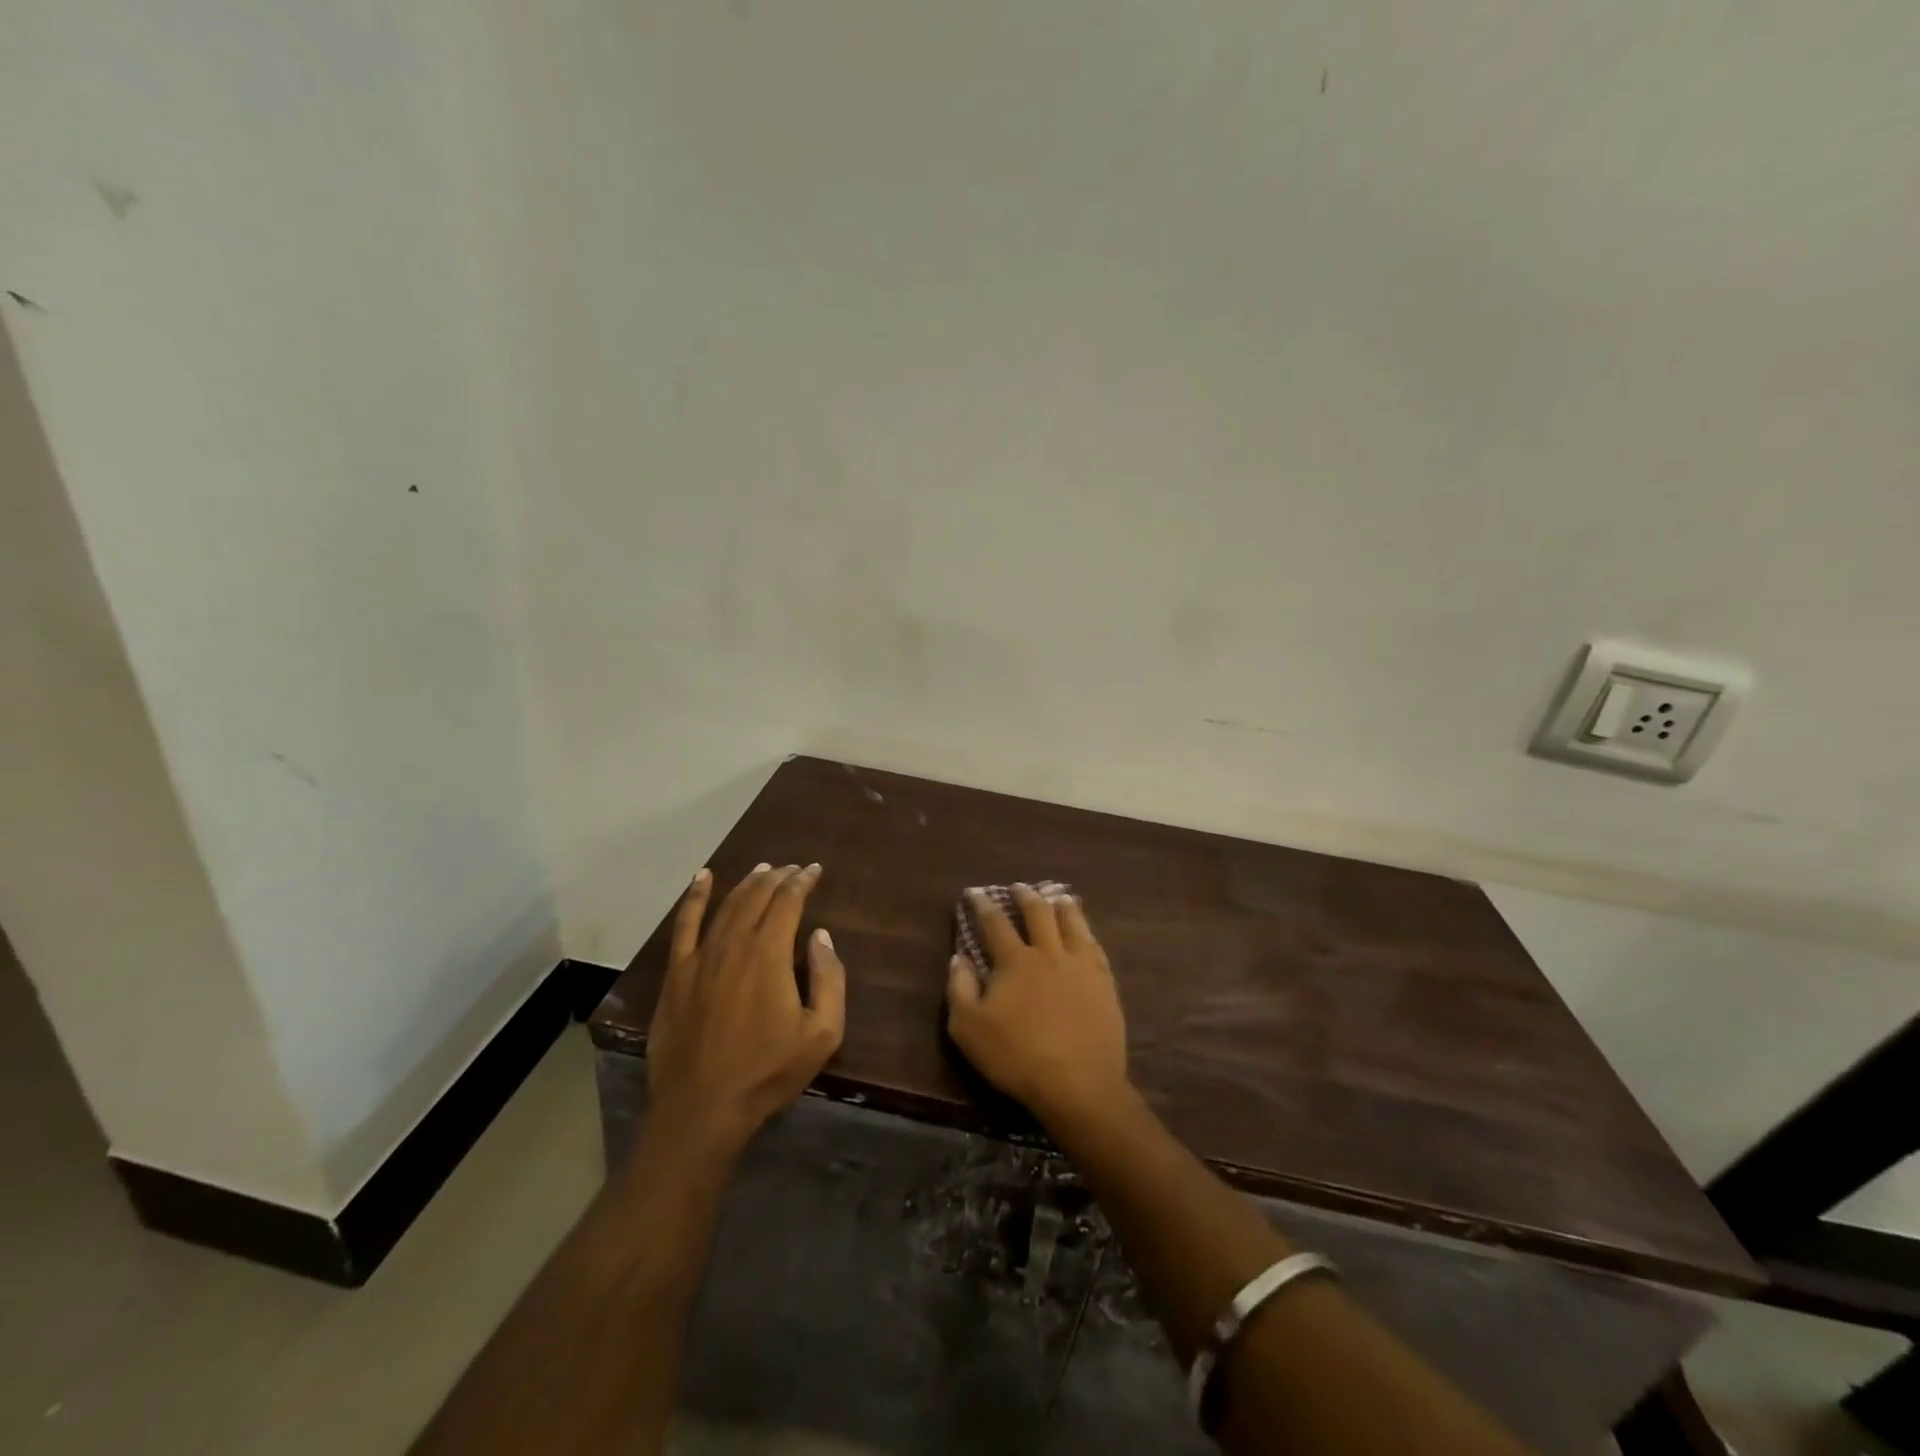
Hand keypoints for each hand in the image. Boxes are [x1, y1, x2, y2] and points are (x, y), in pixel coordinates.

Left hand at [646, 863, 846, 1153]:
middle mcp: (734, 943)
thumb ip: (829, 978)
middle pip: (758, 896)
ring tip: (763, 868)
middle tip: (793, 869)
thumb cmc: (768, 1071)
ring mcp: (700, 956)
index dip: (803, 881)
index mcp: (769, 954)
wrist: (702, 1107)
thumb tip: (820, 936)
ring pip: (727, 905)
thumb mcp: (822, 1033)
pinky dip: (695, 897)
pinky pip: (685, 924)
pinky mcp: (677, 973)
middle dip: (779, 877)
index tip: (814, 870)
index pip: (789, 901)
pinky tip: (702, 878)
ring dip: (747, 882)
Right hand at [945, 884, 1129, 1124]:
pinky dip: (1087, 931)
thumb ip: (960, 989)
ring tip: (1057, 896)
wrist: (1078, 1083)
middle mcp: (1049, 953)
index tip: (975, 892)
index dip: (983, 906)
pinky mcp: (1104, 982)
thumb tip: (958, 957)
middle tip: (1019, 887)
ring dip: (1062, 906)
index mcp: (1015, 961)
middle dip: (1026, 896)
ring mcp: (1081, 965)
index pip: (995, 924)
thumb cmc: (1016, 1057)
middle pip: (1038, 913)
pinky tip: (1086, 931)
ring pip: (1072, 922)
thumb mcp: (969, 1029)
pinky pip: (1095, 946)